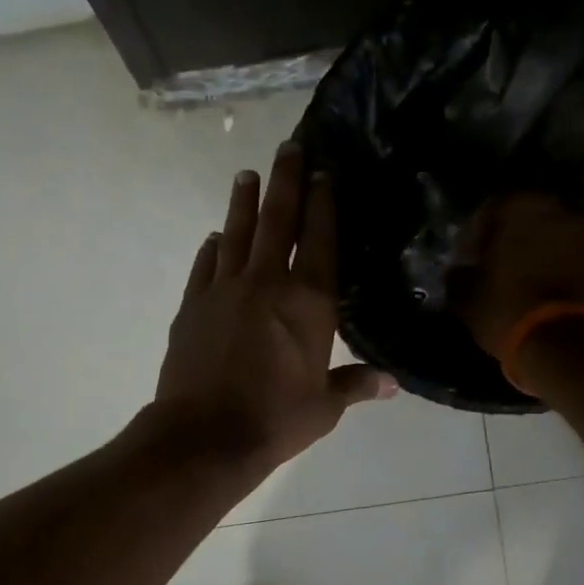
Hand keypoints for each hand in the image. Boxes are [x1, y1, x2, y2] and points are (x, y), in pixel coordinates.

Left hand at [153, 143, 395, 475]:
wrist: (204, 436)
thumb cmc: (275, 420)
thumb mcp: (324, 407)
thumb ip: (355, 385)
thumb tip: (391, 383)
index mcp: (308, 302)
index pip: (320, 239)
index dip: (324, 202)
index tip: (324, 170)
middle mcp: (267, 283)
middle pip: (278, 221)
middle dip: (286, 181)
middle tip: (289, 147)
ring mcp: (224, 290)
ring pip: (236, 234)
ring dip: (243, 202)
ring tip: (247, 174)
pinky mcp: (192, 306)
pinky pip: (205, 266)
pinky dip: (212, 248)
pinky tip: (215, 238)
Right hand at [453, 193, 583, 356]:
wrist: (563, 343)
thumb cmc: (506, 307)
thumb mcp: (466, 294)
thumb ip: (459, 273)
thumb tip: (458, 269)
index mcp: (521, 207)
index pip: (490, 207)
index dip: (474, 232)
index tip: (464, 255)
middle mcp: (556, 211)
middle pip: (523, 217)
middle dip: (505, 237)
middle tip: (487, 262)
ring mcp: (582, 236)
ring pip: (546, 234)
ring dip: (528, 250)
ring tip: (509, 277)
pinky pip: (562, 254)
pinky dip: (547, 264)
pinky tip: (531, 287)